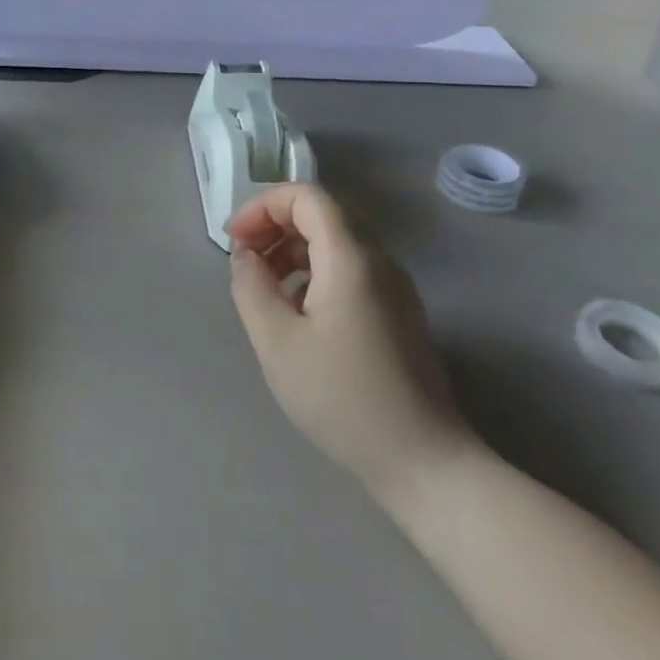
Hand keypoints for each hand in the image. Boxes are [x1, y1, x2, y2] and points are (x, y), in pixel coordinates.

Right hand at [228, 184, 477, 499]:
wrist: (424, 463)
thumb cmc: (342, 397)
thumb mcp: (276, 341)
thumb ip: (251, 286)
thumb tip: (246, 255)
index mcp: (351, 258)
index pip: (306, 196)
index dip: (263, 206)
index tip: (235, 241)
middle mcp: (379, 260)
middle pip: (322, 213)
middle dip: (275, 225)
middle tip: (244, 260)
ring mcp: (393, 287)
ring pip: (335, 240)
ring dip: (292, 249)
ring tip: (263, 287)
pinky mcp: (397, 312)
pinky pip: (349, 268)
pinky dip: (313, 271)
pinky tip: (296, 311)